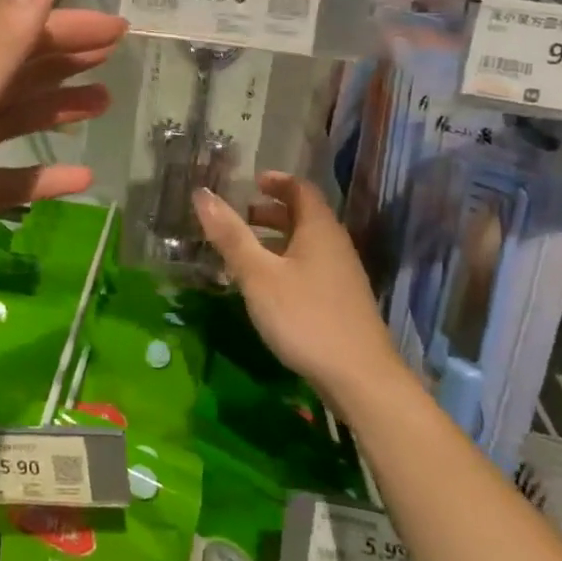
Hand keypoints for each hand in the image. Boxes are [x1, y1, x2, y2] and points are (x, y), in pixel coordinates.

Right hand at [193, 172, 400, 400]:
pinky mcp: (341, 301)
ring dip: (277, 239)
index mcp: (319, 229)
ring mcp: (342, 275)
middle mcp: (335, 245)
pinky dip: (286, 262)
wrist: (360, 379)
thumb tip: (201, 194)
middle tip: (240, 216)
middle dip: (272, 211)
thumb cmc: (305, 317)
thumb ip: (230, 235)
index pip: (301, 189)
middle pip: (304, 215)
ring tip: (245, 251)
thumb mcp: (258, 275)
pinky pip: (310, 266)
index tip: (251, 182)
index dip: (276, 181)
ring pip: (307, 243)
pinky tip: (267, 286)